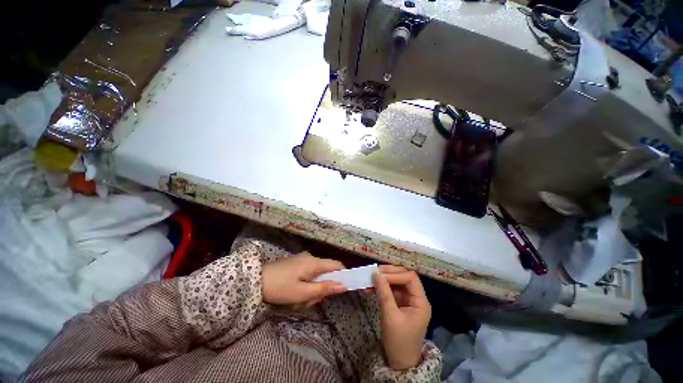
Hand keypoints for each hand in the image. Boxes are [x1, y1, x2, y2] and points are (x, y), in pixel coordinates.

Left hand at [262, 252, 346, 306]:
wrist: (255, 280)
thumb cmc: (280, 287)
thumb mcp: (302, 293)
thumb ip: (324, 289)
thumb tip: (343, 286)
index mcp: (314, 262)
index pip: (336, 265)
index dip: (343, 274)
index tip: (345, 288)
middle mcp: (310, 257)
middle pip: (326, 272)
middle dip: (322, 287)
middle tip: (310, 301)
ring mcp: (302, 260)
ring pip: (316, 275)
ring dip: (313, 288)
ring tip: (300, 299)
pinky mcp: (296, 263)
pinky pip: (308, 274)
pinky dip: (306, 284)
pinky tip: (296, 293)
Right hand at [374, 265, 430, 370]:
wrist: (399, 363)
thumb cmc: (398, 342)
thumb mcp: (390, 317)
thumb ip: (384, 294)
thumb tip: (376, 274)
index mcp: (420, 302)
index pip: (410, 278)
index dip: (395, 274)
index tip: (379, 275)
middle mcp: (416, 298)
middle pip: (405, 276)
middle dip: (390, 273)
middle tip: (375, 272)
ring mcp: (408, 300)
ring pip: (397, 281)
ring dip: (385, 278)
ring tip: (372, 277)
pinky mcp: (400, 303)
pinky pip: (392, 289)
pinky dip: (383, 285)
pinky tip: (373, 285)